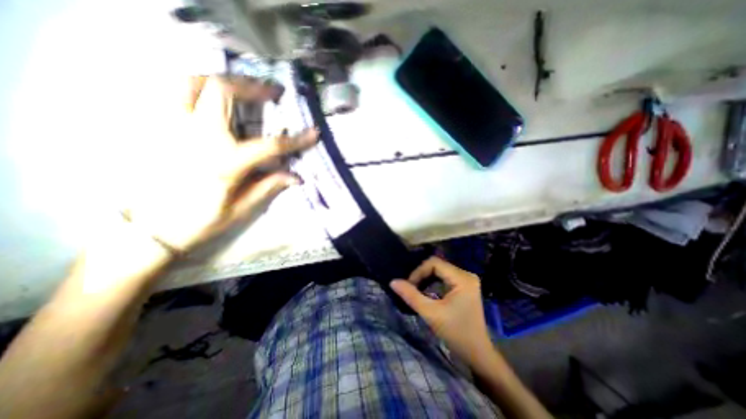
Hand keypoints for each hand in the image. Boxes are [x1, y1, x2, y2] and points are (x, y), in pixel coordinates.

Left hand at [121, 76, 316, 254]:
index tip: (314, 133)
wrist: (149, 229)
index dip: (296, 139)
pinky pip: (170, 93)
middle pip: (222, 91)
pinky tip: (207, 96)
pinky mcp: (156, 128)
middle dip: (252, 87)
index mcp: (225, 163)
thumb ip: (268, 187)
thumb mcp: (241, 209)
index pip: (270, 145)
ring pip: (190, 82)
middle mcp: (197, 137)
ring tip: (238, 87)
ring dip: (219, 80)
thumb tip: (296, 177)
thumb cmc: (199, 221)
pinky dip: (193, 87)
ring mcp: (171, 128)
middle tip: (271, 92)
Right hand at [392, 257, 494, 367]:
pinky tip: (427, 291)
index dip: (419, 271)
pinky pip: (444, 276)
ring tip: (417, 290)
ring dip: (426, 278)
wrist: (477, 354)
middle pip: (437, 265)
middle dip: (422, 275)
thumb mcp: (430, 313)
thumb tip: (393, 282)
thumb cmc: (456, 334)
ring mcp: (467, 279)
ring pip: (440, 270)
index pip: (434, 263)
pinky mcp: (465, 285)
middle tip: (411, 289)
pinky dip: (433, 282)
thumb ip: (411, 296)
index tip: (409, 286)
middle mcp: (466, 274)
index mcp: (462, 278)